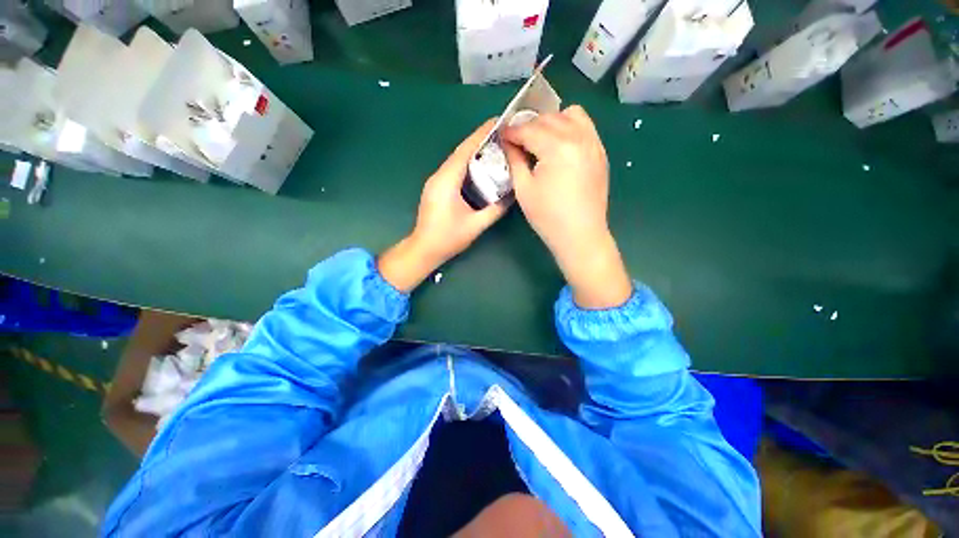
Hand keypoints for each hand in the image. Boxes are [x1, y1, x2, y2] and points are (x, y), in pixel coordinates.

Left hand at [378, 119, 510, 291]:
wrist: (424, 249)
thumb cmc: (447, 238)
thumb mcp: (476, 225)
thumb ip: (495, 209)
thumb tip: (513, 196)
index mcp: (447, 181)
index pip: (465, 151)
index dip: (481, 135)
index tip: (497, 121)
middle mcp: (439, 176)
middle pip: (460, 152)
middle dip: (480, 141)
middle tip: (502, 134)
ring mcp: (435, 181)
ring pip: (457, 160)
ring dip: (474, 152)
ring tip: (495, 147)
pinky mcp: (436, 188)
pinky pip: (454, 170)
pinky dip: (468, 164)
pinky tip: (481, 167)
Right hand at [502, 105, 631, 308]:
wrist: (581, 235)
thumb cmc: (548, 216)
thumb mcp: (524, 189)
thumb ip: (515, 160)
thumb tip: (509, 143)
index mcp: (557, 147)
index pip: (529, 129)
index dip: (512, 131)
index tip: (501, 136)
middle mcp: (578, 137)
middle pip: (548, 118)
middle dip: (529, 126)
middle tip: (517, 141)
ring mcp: (593, 143)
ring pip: (570, 115)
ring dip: (551, 122)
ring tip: (540, 140)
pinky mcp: (600, 152)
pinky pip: (585, 126)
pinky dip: (570, 127)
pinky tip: (560, 146)